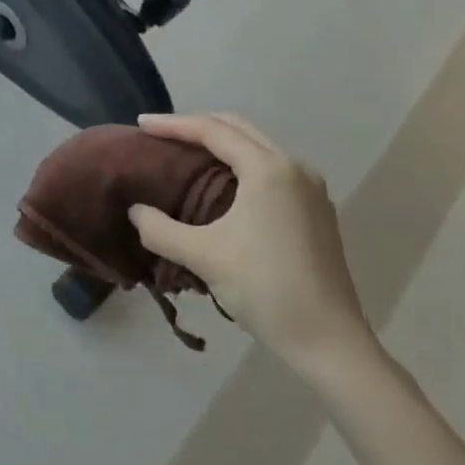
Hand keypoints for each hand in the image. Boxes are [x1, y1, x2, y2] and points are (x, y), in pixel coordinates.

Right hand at [129, 113, 378, 382]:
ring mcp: (310, 188)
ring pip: (257, 147)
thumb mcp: (204, 257)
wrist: (329, 341)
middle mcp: (293, 167)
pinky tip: (223, 184)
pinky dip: (242, 164)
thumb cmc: (265, 289)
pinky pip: (271, 168)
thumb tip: (135, 211)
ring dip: (221, 144)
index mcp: (268, 168)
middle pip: (238, 128)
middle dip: (197, 126)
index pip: (212, 130)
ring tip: (187, 154)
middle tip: (161, 135)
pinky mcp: (317, 209)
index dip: (173, 124)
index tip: (140, 125)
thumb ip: (160, 230)